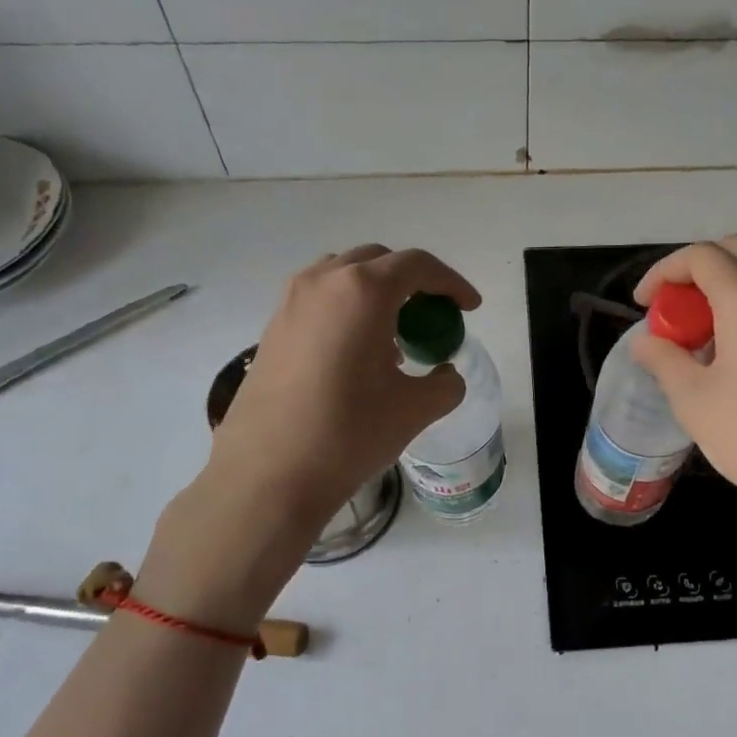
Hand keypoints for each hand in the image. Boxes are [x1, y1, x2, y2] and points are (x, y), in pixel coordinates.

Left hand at [140, 245, 478, 628]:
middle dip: (413, 281)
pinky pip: (320, 301)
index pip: (417, 265)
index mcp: (362, 291)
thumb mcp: (415, 409)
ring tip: (394, 336)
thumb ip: (445, 383)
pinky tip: (358, 355)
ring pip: (344, 276)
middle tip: (433, 315)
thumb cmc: (348, 433)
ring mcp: (290, 303)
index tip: (470, 307)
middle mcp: (322, 282)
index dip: (451, 282)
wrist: (267, 475)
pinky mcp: (272, 329)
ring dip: (376, 293)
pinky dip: (347, 310)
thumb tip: (445, 374)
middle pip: (378, 261)